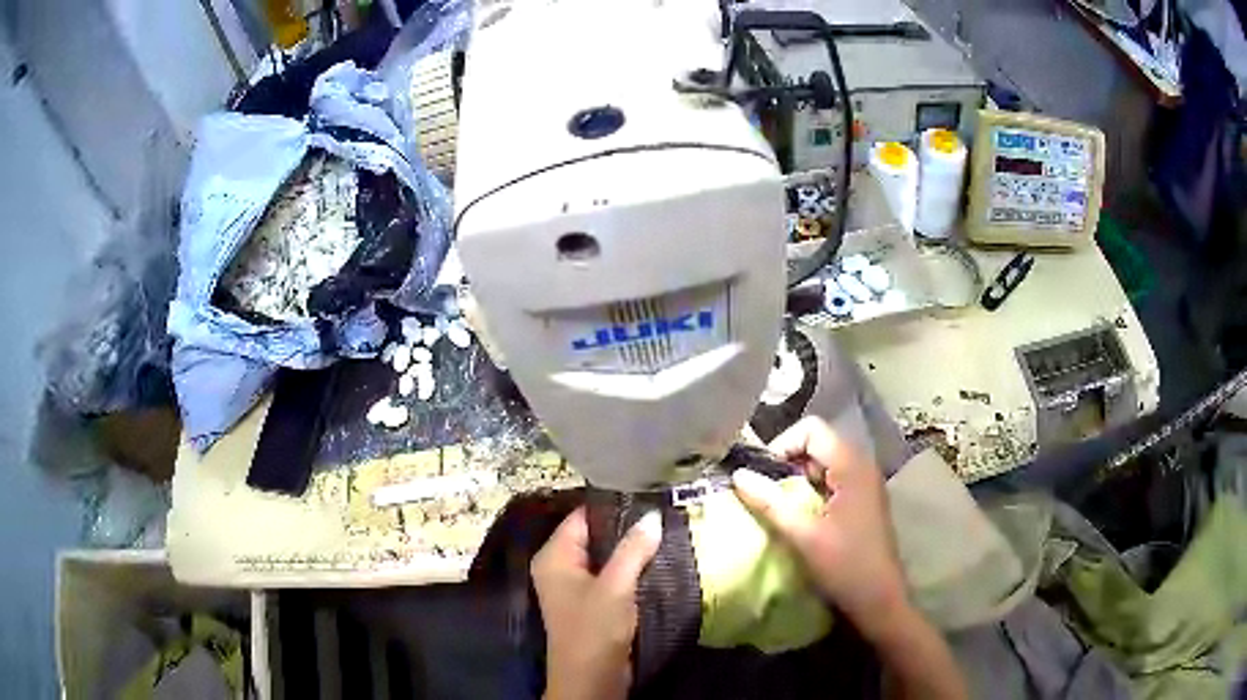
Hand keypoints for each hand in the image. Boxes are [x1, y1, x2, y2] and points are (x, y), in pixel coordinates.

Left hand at [532, 507, 661, 699]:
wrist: (591, 680)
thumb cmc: (594, 630)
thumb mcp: (615, 587)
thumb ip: (633, 549)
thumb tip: (653, 516)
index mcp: (555, 557)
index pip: (582, 517)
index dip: (612, 504)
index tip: (647, 492)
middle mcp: (561, 567)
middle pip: (595, 536)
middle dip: (627, 527)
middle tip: (664, 511)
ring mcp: (577, 587)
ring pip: (607, 557)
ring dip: (633, 550)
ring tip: (667, 530)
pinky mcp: (594, 604)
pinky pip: (613, 576)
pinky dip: (633, 569)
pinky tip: (659, 559)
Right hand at [732, 416, 908, 641]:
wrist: (880, 600)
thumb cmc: (845, 566)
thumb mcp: (804, 536)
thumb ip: (770, 503)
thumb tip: (737, 475)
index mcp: (852, 466)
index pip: (812, 429)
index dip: (782, 445)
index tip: (762, 475)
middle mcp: (861, 466)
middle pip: (818, 443)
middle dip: (787, 462)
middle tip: (764, 491)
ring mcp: (864, 484)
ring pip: (823, 463)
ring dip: (797, 478)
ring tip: (778, 505)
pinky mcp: (862, 501)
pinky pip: (832, 480)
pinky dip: (811, 490)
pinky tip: (799, 515)